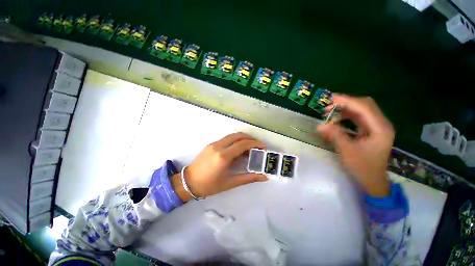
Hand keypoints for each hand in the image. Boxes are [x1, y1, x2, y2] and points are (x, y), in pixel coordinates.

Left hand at [171, 133, 268, 201]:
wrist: (188, 182)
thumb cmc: (209, 185)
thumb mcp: (230, 183)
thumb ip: (248, 178)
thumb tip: (263, 177)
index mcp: (223, 156)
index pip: (243, 144)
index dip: (255, 144)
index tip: (263, 147)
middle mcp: (218, 146)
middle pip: (238, 136)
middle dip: (250, 138)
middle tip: (257, 146)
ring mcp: (214, 144)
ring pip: (232, 136)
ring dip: (243, 138)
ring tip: (250, 147)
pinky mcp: (211, 144)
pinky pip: (226, 139)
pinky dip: (235, 141)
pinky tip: (238, 149)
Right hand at [316, 94, 393, 196]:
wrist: (373, 181)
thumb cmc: (363, 168)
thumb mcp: (347, 152)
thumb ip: (335, 136)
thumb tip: (319, 126)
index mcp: (380, 128)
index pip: (364, 107)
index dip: (347, 101)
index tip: (330, 99)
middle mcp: (381, 124)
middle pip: (364, 105)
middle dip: (346, 102)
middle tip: (328, 105)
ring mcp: (376, 127)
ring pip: (361, 110)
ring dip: (345, 108)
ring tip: (329, 111)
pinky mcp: (371, 130)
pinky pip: (358, 117)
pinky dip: (346, 115)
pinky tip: (336, 118)